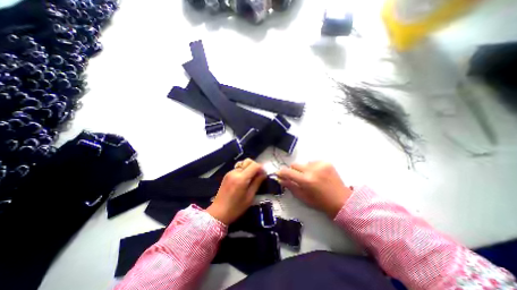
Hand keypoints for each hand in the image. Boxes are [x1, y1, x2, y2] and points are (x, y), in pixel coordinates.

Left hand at [205, 158, 263, 223]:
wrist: (218, 212)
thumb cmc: (236, 208)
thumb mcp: (250, 197)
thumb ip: (257, 183)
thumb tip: (264, 174)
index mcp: (241, 178)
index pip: (254, 165)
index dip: (261, 168)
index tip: (264, 174)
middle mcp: (235, 172)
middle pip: (248, 161)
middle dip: (255, 166)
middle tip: (258, 176)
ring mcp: (230, 172)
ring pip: (243, 164)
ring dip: (249, 169)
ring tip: (250, 179)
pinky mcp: (227, 175)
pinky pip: (238, 168)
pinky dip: (243, 171)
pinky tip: (243, 181)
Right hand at [279, 162, 350, 218]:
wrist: (342, 200)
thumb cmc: (320, 202)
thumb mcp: (303, 197)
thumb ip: (291, 186)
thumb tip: (280, 179)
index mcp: (306, 180)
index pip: (288, 172)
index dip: (281, 172)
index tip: (279, 174)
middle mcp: (312, 170)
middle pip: (294, 164)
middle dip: (293, 171)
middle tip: (297, 178)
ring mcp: (320, 164)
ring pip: (304, 163)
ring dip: (304, 169)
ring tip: (311, 177)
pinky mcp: (326, 162)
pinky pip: (313, 162)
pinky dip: (312, 167)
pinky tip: (318, 175)